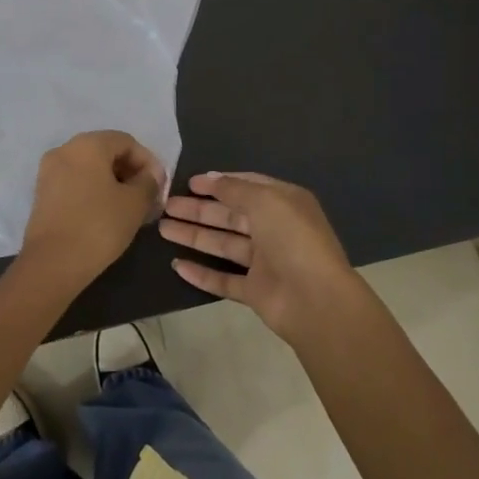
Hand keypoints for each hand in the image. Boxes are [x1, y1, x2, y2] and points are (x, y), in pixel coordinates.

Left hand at [17, 131, 166, 288]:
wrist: (52, 263)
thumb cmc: (99, 226)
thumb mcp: (135, 203)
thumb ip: (148, 182)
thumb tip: (150, 174)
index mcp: (88, 144)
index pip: (126, 142)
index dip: (147, 161)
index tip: (159, 187)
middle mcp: (65, 150)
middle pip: (106, 152)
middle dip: (130, 172)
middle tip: (147, 198)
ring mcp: (49, 171)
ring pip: (89, 168)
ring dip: (113, 183)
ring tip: (129, 209)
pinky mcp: (42, 193)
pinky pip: (75, 182)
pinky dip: (93, 191)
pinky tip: (106, 214)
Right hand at [159, 172, 362, 344]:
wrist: (316, 300)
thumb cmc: (292, 239)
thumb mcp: (265, 200)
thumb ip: (234, 188)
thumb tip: (210, 178)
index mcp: (284, 204)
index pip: (247, 187)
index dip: (219, 183)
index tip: (190, 182)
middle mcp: (274, 230)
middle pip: (230, 216)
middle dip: (199, 210)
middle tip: (167, 206)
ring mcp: (265, 263)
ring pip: (223, 245)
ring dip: (194, 236)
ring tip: (162, 228)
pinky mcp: (255, 291)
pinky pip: (223, 280)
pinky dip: (201, 273)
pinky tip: (177, 265)